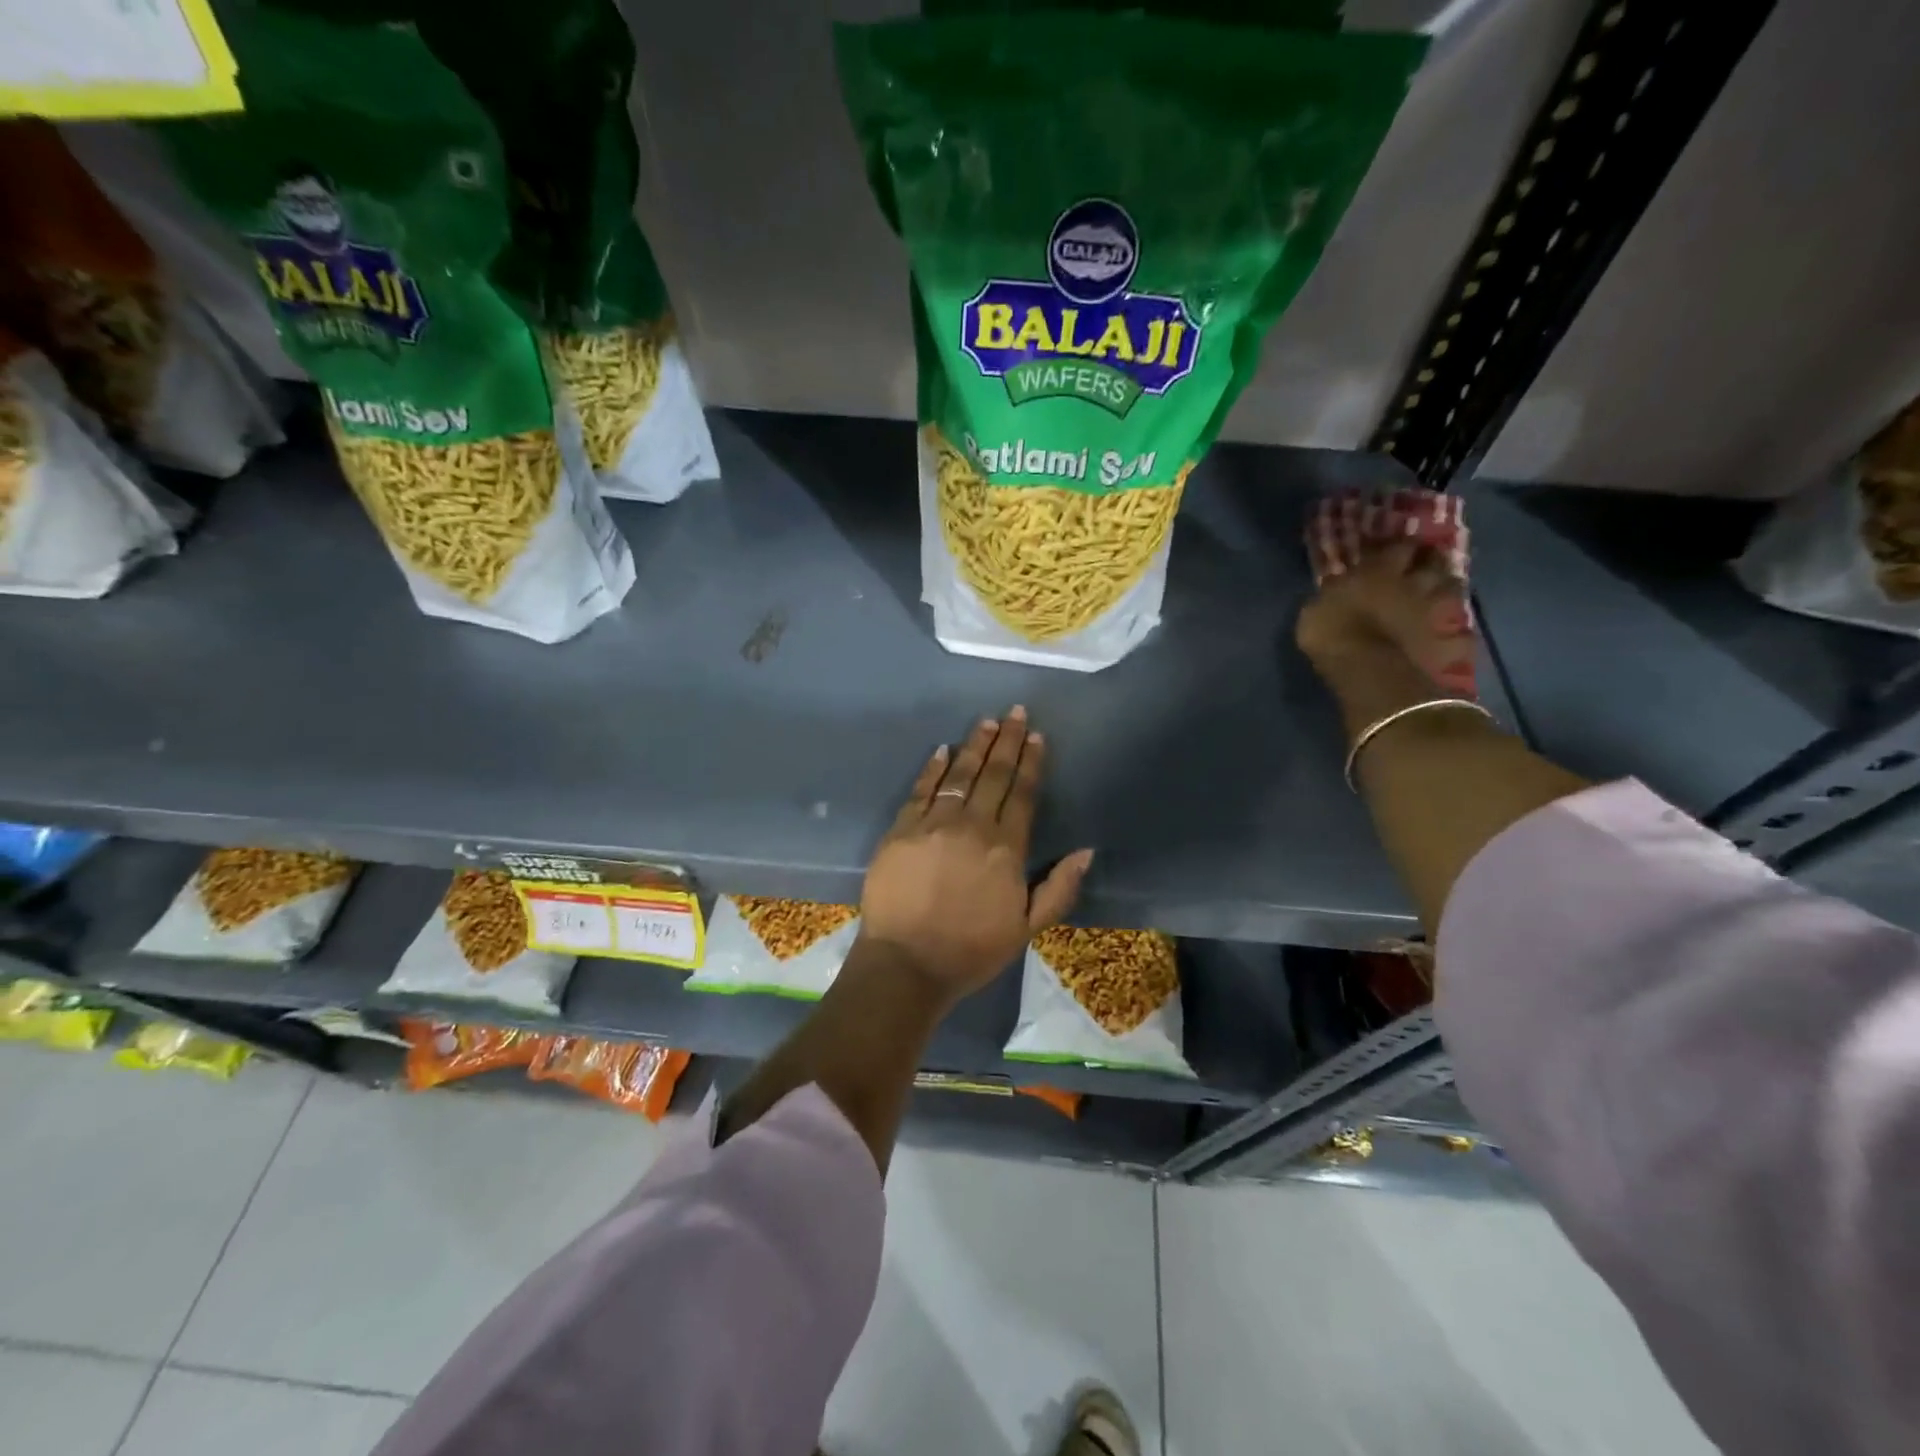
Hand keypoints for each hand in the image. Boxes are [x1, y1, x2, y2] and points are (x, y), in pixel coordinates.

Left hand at [860, 705, 1093, 1002]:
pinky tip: (942, 750)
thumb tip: (1086, 850)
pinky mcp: (901, 830)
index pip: (1023, 794)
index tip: (1037, 736)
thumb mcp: (1027, 928)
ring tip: (986, 722)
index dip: (1031, 763)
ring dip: (974, 746)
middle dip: (1007, 741)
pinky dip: (933, 769)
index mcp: (1006, 848)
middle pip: (994, 776)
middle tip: (1015, 712)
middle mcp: (973, 827)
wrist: (907, 963)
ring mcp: (933, 824)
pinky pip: (920, 790)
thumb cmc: (971, 950)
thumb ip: (1059, 888)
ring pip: (959, 776)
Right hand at [1295, 540, 1476, 695]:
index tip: (1397, 547)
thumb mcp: (1316, 608)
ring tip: (1442, 590)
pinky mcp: (1444, 639)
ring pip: (1451, 588)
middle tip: (1427, 560)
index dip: (1399, 545)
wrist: (1367, 669)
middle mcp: (1412, 583)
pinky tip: (1453, 631)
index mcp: (1378, 571)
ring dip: (1448, 586)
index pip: (1398, 546)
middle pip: (1433, 562)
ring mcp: (1431, 610)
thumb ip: (1333, 593)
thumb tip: (1338, 586)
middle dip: (1431, 559)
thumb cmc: (1331, 632)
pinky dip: (1457, 628)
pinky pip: (1457, 629)